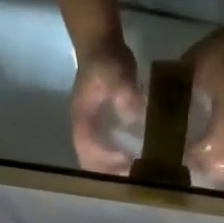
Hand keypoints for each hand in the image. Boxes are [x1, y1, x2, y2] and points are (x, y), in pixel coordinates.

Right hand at [69, 34, 141, 174]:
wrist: (101, 42)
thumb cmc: (105, 59)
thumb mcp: (116, 73)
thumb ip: (125, 94)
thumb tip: (137, 115)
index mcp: (82, 119)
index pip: (87, 150)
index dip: (104, 162)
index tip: (127, 166)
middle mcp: (85, 128)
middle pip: (91, 161)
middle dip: (110, 174)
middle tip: (134, 180)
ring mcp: (93, 127)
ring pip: (99, 157)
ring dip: (115, 169)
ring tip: (137, 176)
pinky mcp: (104, 123)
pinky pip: (110, 148)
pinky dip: (122, 158)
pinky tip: (140, 160)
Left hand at [183, 33, 223, 182]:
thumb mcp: (192, 66)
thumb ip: (172, 88)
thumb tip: (148, 106)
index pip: (213, 145)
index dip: (194, 154)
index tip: (175, 152)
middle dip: (212, 170)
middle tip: (189, 165)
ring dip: (219, 166)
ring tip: (197, 162)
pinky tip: (206, 148)